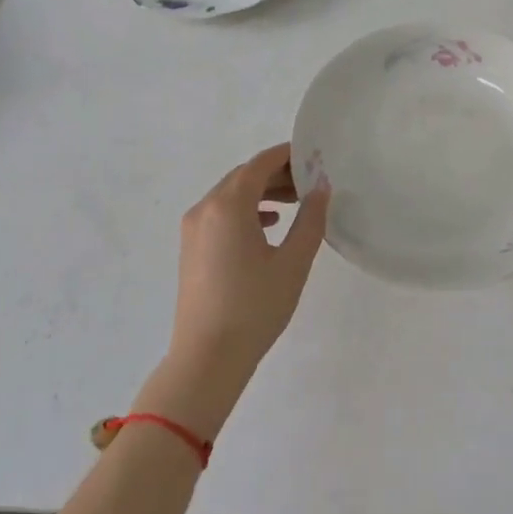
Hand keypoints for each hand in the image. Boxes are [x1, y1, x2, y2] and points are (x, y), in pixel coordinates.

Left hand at [147, 144, 329, 434]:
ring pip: (231, 196)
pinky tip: (269, 225)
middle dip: (277, 175)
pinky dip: (246, 211)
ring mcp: (193, 228)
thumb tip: (321, 188)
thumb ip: (311, 219)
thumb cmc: (254, 307)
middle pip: (244, 177)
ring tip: (296, 202)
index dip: (288, 156)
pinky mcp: (191, 248)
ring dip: (262, 193)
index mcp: (228, 205)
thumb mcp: (293, 262)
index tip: (315, 157)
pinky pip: (220, 214)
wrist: (207, 358)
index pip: (260, 164)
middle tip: (311, 182)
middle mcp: (205, 208)